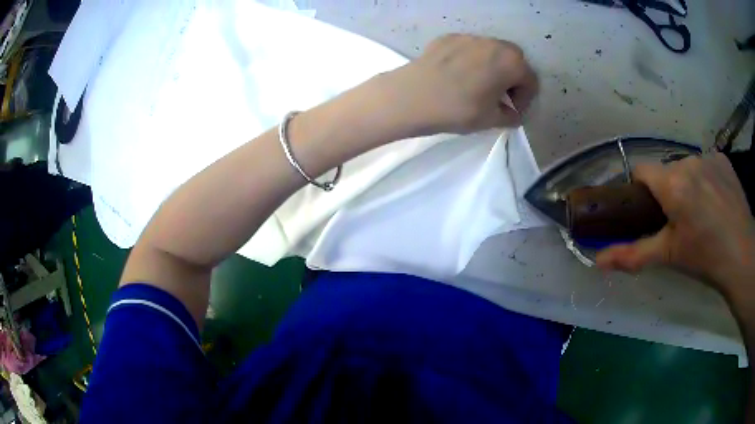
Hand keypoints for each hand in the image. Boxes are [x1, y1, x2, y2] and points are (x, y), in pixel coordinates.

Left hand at [385, 34, 537, 134]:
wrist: (411, 96)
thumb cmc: (458, 109)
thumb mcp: (490, 120)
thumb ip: (510, 116)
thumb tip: (514, 114)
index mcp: (511, 62)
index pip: (530, 80)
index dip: (525, 99)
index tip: (513, 111)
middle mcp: (494, 43)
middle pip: (514, 60)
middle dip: (512, 78)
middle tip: (499, 96)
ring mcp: (469, 37)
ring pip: (491, 51)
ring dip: (493, 66)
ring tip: (478, 85)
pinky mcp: (448, 37)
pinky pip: (469, 48)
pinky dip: (472, 60)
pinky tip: (457, 75)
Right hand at [596, 153, 754, 299]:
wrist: (743, 256)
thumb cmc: (705, 258)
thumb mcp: (669, 257)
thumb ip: (633, 255)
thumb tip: (598, 261)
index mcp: (672, 183)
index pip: (641, 170)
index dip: (640, 189)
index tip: (648, 210)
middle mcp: (687, 161)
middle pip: (666, 170)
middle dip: (667, 191)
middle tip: (679, 221)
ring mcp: (708, 157)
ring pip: (687, 166)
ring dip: (688, 184)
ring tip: (702, 212)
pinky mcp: (723, 159)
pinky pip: (707, 164)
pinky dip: (706, 178)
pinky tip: (717, 200)